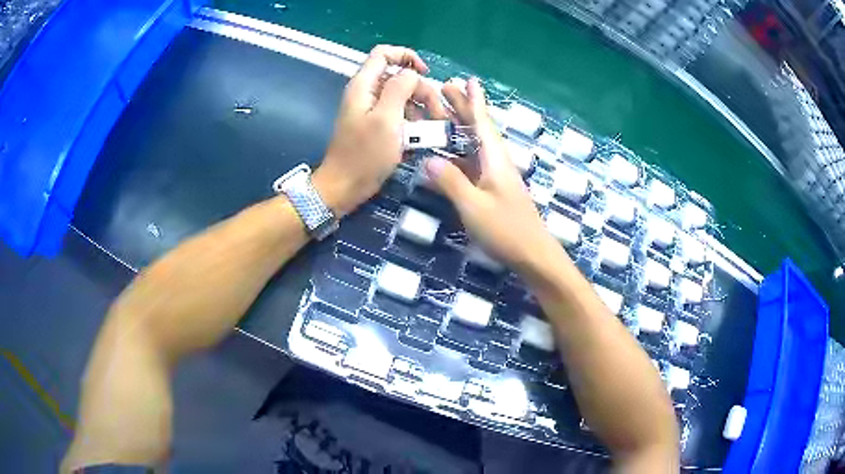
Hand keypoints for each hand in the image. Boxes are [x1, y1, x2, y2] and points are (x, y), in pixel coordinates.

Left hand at [313, 45, 446, 217]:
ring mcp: (371, 109)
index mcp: (364, 85)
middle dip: (421, 90)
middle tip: (437, 113)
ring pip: (402, 95)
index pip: (384, 53)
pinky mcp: (375, 124)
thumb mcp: (387, 119)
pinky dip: (412, 120)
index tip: (426, 74)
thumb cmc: (365, 155)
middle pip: (398, 76)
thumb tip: (412, 74)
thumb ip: (399, 89)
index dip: (407, 56)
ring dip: (421, 107)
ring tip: (434, 128)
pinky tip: (421, 136)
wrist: (344, 187)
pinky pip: (398, 113)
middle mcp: (366, 92)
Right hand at [425, 78, 562, 273]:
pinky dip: (460, 150)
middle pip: (477, 128)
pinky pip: (472, 162)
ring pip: (474, 143)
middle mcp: (495, 162)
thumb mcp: (473, 206)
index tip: (468, 80)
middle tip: (446, 87)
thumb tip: (427, 159)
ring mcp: (494, 177)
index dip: (474, 101)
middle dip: (462, 107)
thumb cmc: (506, 229)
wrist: (533, 254)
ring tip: (444, 111)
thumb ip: (451, 182)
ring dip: (460, 125)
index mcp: (494, 160)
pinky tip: (449, 151)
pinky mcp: (492, 190)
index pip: (481, 123)